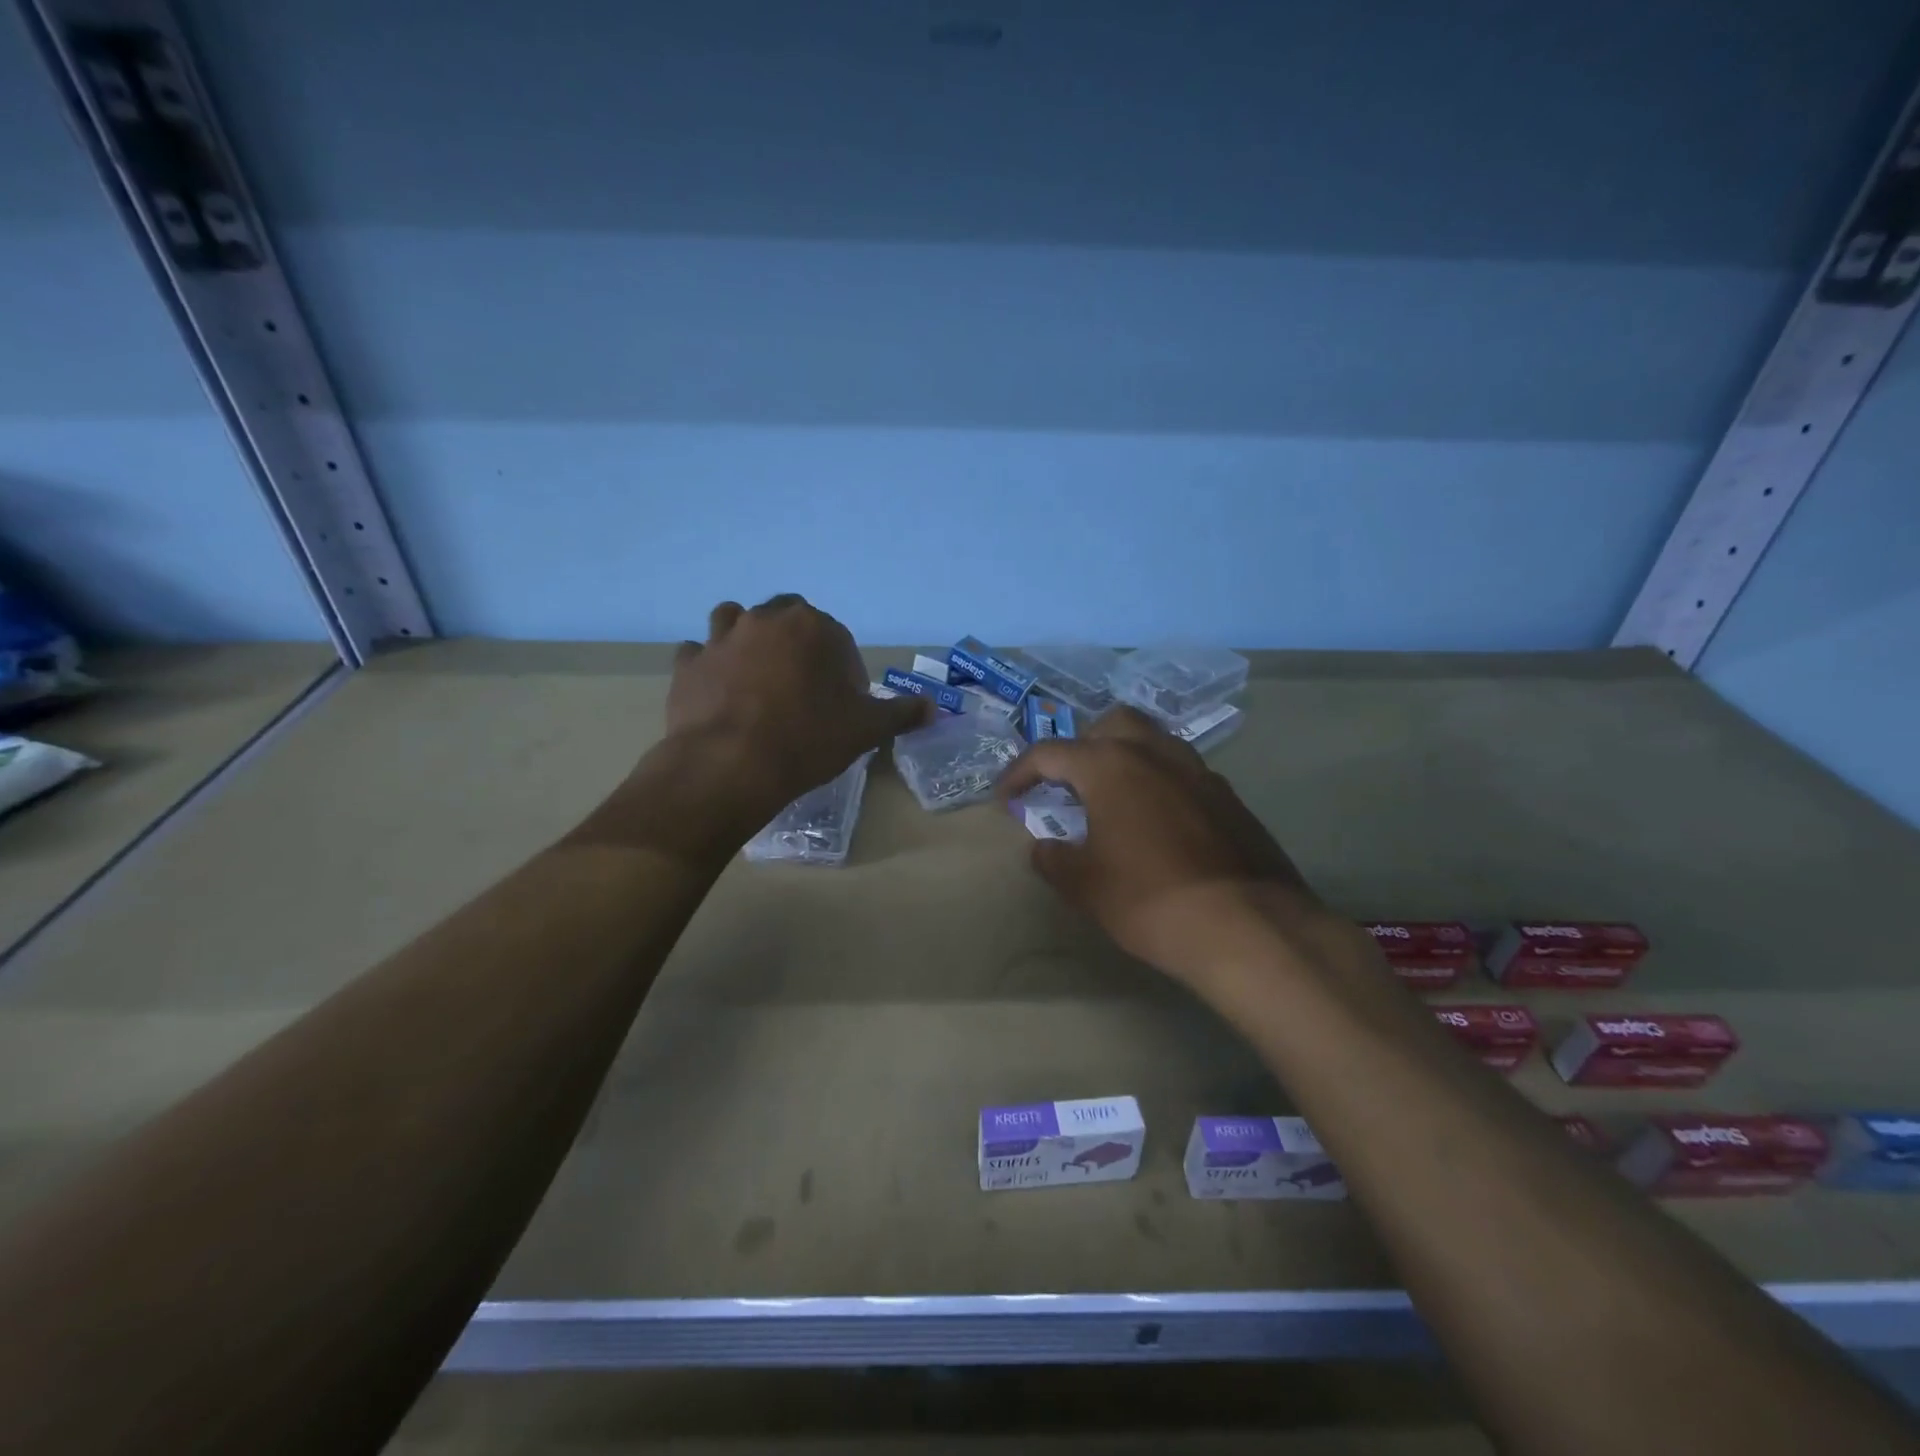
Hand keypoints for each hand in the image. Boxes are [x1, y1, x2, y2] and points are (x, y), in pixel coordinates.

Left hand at [666, 594, 928, 814]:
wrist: (730, 766)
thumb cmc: (807, 740)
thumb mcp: (865, 730)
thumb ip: (901, 713)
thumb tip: (934, 708)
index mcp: (812, 626)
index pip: (836, 638)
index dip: (842, 669)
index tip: (841, 701)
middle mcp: (765, 620)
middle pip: (786, 618)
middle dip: (795, 644)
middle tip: (801, 687)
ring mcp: (720, 638)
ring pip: (735, 620)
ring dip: (746, 639)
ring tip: (755, 678)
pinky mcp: (688, 664)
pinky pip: (699, 653)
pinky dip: (708, 665)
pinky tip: (717, 691)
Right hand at [995, 708, 1361, 989]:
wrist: (1248, 927)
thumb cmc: (1150, 900)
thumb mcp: (1085, 886)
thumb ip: (1054, 859)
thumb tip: (1044, 847)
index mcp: (1111, 765)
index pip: (1050, 752)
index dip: (1020, 773)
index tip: (1005, 798)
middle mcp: (1155, 753)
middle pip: (1111, 724)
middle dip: (1082, 745)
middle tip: (1068, 783)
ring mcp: (1199, 772)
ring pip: (1154, 742)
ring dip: (1125, 758)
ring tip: (1112, 799)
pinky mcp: (1228, 798)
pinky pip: (1183, 773)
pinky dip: (1159, 784)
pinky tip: (1157, 824)